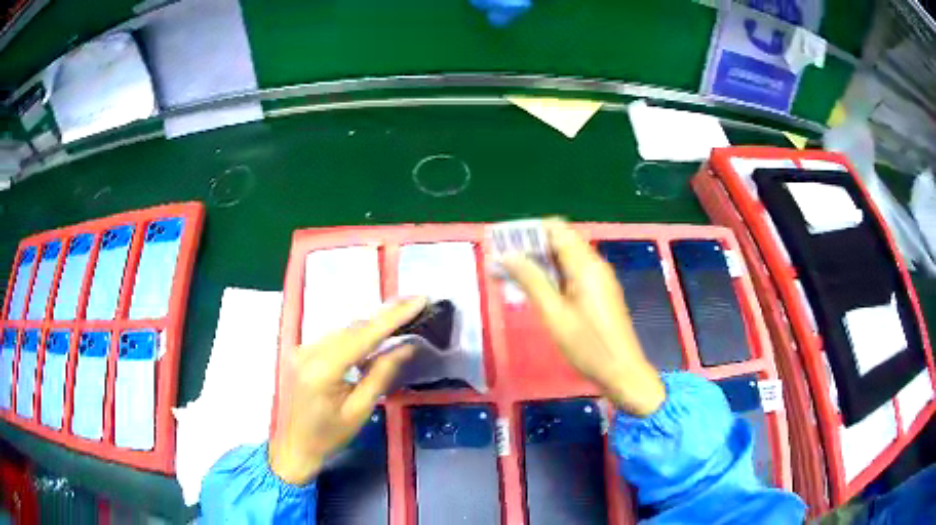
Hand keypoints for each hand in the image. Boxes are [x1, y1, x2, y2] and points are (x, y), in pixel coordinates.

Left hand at [269, 297, 426, 484]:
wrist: (294, 446)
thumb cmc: (329, 436)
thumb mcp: (360, 410)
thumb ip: (382, 374)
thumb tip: (406, 346)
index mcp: (322, 369)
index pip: (363, 336)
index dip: (392, 317)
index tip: (418, 300)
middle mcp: (308, 351)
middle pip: (352, 329)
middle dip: (384, 318)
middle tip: (415, 307)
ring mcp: (301, 349)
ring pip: (343, 331)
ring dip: (370, 327)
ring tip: (399, 321)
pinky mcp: (300, 352)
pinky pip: (333, 338)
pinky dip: (354, 337)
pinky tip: (371, 341)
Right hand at [499, 219, 664, 415]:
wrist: (622, 371)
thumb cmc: (587, 345)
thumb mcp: (554, 314)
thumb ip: (531, 280)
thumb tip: (506, 254)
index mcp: (585, 264)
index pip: (557, 228)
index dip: (530, 230)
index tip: (505, 242)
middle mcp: (595, 264)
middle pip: (561, 241)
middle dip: (531, 246)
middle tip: (503, 262)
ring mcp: (600, 278)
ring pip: (566, 257)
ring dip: (541, 262)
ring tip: (513, 276)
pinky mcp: (600, 292)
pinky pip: (574, 272)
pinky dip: (554, 274)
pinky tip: (536, 290)